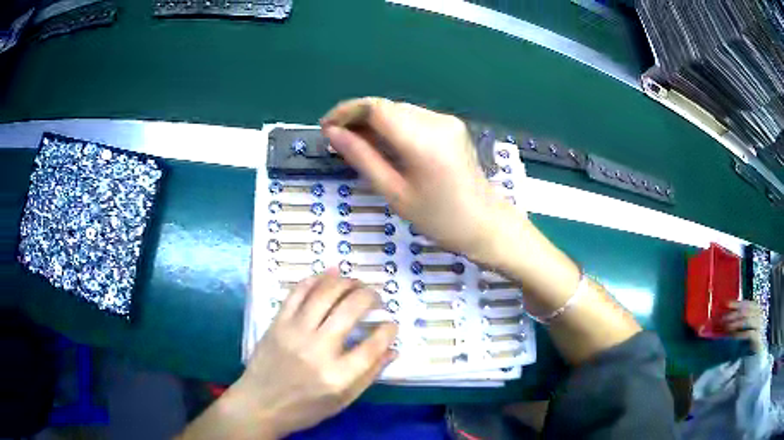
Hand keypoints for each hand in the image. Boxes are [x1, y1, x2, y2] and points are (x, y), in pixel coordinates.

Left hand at [226, 271, 397, 437]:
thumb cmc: (305, 408)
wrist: (260, 404)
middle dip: (370, 296)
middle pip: (351, 310)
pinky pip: (298, 292)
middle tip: (376, 298)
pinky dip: (316, 279)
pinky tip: (330, 274)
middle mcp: (318, 349)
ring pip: (325, 294)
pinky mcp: (278, 323)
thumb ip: (369, 375)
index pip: (373, 345)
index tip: (392, 323)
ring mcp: (295, 332)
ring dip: (346, 282)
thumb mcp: (343, 401)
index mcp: (338, 376)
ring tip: (356, 282)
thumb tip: (392, 350)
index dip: (388, 331)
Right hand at [321, 97, 514, 260]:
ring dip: (373, 121)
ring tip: (355, 142)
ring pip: (398, 110)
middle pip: (386, 106)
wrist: (484, 223)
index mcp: (423, 141)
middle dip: (357, 116)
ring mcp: (447, 121)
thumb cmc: (438, 218)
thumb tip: (332, 133)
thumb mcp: (394, 192)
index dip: (346, 112)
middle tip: (336, 138)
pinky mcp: (451, 125)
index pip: (376, 108)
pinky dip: (392, 125)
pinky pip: (413, 117)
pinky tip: (381, 143)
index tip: (325, 127)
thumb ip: (362, 157)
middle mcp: (436, 122)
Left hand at [723, 300, 763, 352]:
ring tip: (727, 327)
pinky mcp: (757, 336)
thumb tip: (728, 315)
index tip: (727, 304)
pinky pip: (748, 333)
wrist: (758, 352)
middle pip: (746, 311)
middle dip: (734, 314)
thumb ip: (741, 319)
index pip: (746, 303)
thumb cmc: (751, 337)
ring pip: (747, 320)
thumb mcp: (746, 326)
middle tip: (723, 319)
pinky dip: (740, 334)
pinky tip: (733, 336)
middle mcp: (759, 314)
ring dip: (736, 323)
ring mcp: (759, 324)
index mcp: (756, 309)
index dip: (737, 303)